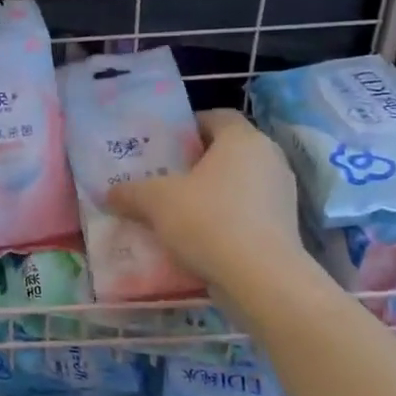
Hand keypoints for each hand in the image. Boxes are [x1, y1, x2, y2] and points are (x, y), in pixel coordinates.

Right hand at [105, 109, 304, 286]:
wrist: (261, 278)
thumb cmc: (209, 221)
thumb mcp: (156, 202)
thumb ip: (130, 192)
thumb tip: (109, 193)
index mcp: (242, 139)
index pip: (217, 116)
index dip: (189, 126)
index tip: (164, 145)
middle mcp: (269, 158)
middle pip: (227, 150)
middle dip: (196, 162)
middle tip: (164, 177)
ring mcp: (282, 193)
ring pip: (238, 182)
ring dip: (211, 192)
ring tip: (178, 210)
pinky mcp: (285, 226)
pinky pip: (248, 211)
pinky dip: (226, 217)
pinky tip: (200, 237)